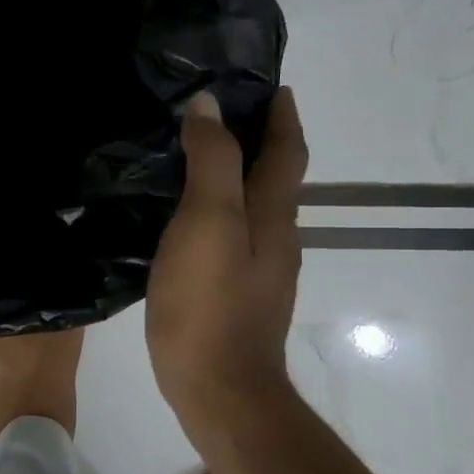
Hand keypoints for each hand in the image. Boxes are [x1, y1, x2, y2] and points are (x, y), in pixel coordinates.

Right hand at [146, 87, 307, 442]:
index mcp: (273, 214)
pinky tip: (186, 220)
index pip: (287, 150)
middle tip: (220, 113)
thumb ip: (212, 162)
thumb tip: (209, 106)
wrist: (219, 390)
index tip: (271, 84)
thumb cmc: (210, 303)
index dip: (282, 115)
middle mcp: (275, 238)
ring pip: (253, 208)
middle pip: (275, 177)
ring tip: (196, 158)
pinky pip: (232, 237)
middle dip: (259, 141)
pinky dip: (218, 212)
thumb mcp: (209, 222)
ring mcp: (258, 271)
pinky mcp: (236, 296)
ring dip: (237, 176)